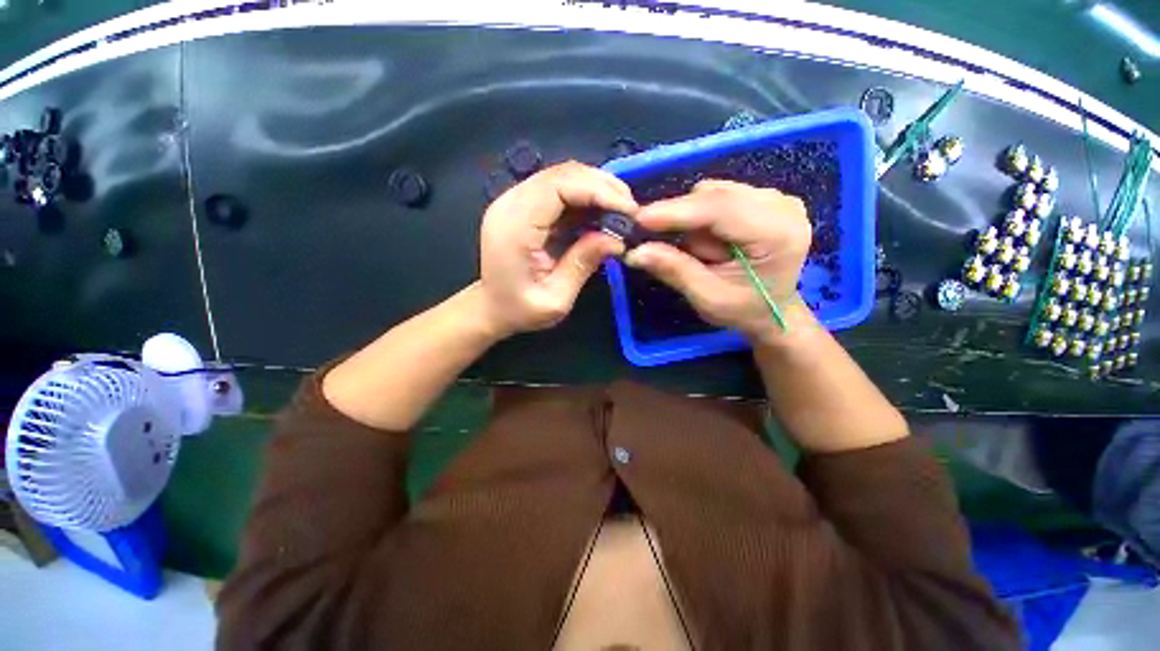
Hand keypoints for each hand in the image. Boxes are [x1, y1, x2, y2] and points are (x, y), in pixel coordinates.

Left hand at [478, 162, 637, 335]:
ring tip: (621, 209)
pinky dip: (584, 197)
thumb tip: (617, 239)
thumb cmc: (520, 310)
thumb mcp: (555, 299)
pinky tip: (601, 212)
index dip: (597, 191)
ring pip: (561, 177)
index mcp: (515, 226)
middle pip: (561, 174)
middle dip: (602, 186)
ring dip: (595, 188)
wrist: (492, 308)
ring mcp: (514, 201)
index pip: (558, 186)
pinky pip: (557, 190)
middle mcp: (511, 204)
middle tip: (630, 208)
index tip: (628, 209)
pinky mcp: (523, 205)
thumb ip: (582, 264)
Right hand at [624, 180, 811, 340]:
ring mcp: (776, 198)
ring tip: (699, 251)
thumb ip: (675, 270)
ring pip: (714, 192)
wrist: (772, 310)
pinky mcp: (764, 197)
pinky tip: (709, 239)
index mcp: (778, 234)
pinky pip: (718, 194)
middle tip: (654, 239)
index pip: (721, 210)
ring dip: (693, 220)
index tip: (639, 218)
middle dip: (681, 217)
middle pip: (716, 195)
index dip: (677, 211)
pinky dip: (701, 216)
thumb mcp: (707, 297)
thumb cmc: (743, 310)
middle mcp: (783, 207)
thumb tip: (635, 252)